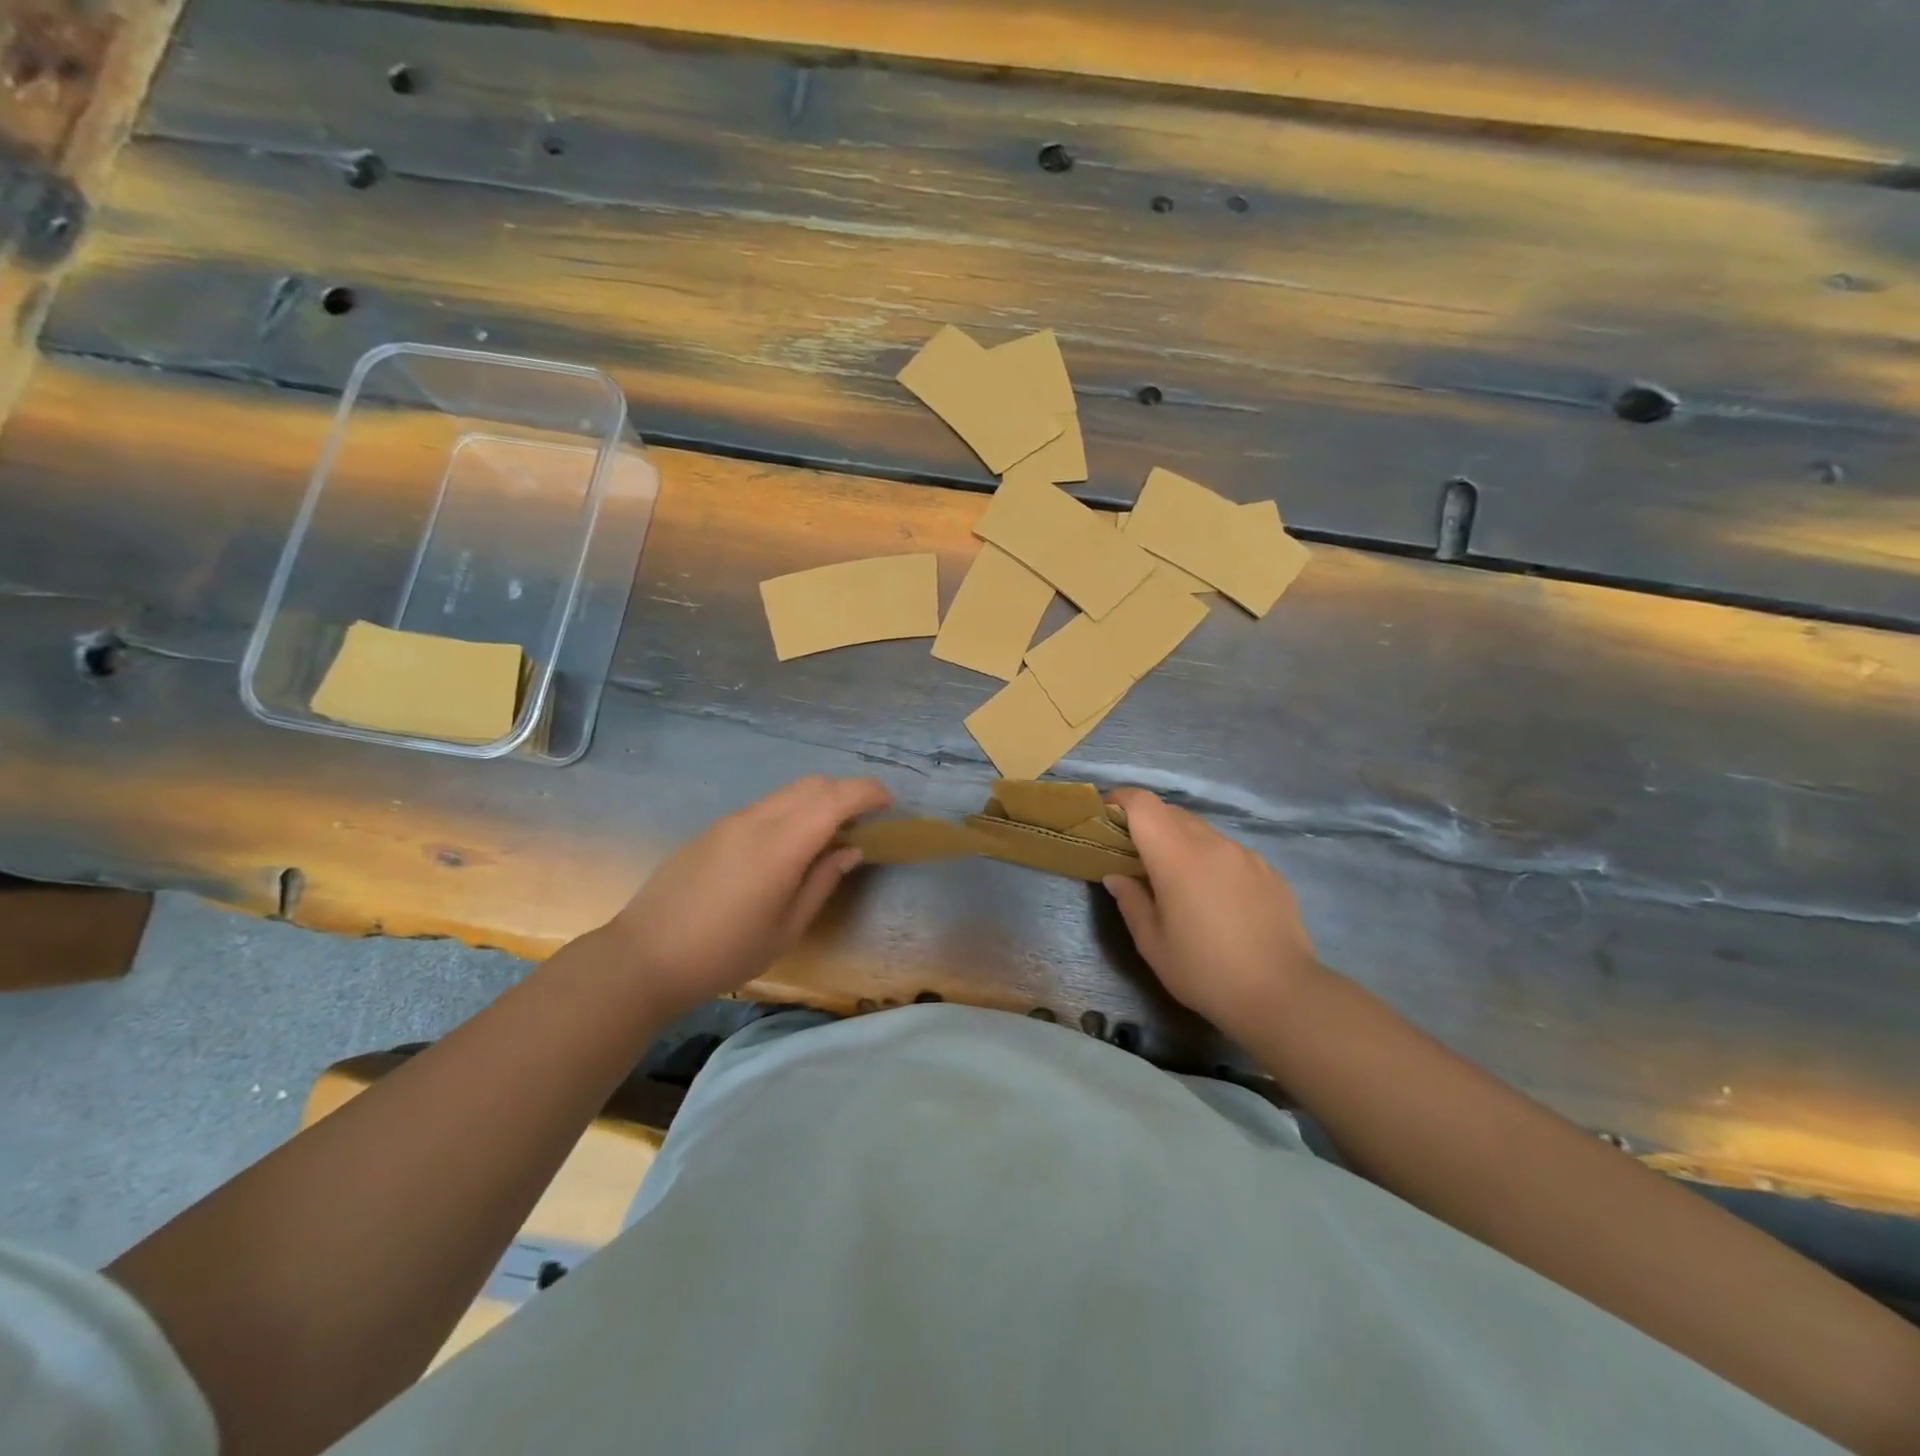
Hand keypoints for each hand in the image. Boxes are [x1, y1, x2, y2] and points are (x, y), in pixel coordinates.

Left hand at [602, 775, 890, 1018]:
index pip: (835, 798)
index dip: (867, 793)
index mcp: (781, 845)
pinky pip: (765, 806)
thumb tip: (850, 850)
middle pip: (812, 784)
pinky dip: (792, 810)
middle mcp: (757, 820)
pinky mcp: (714, 830)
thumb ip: (822, 882)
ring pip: (787, 792)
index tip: (889, 804)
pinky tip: (791, 842)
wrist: (644, 957)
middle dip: (846, 791)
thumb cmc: (725, 953)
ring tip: (832, 830)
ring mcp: (731, 821)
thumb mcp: (786, 928)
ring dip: (818, 799)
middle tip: (866, 817)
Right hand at [1103, 788, 1323, 1043]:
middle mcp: (1212, 844)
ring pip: (1202, 831)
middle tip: (1133, 855)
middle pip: (1171, 813)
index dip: (1120, 800)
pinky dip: (1210, 860)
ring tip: (1176, 880)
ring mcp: (1245, 855)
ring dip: (1180, 842)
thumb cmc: (1205, 972)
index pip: (1143, 805)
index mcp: (1177, 856)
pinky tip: (1215, 898)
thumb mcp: (1152, 944)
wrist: (1283, 996)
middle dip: (1146, 824)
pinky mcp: (1268, 871)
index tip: (1105, 816)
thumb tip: (1117, 876)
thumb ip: (1130, 901)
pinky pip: (1228, 852)